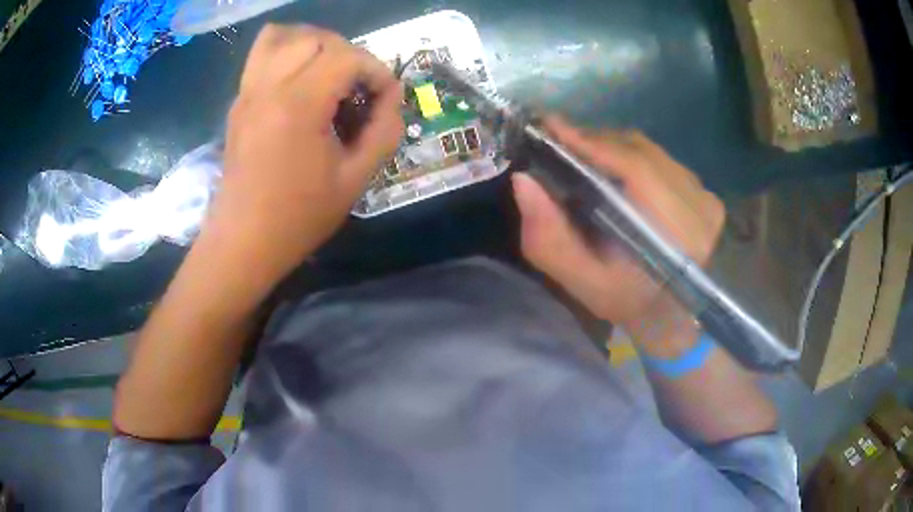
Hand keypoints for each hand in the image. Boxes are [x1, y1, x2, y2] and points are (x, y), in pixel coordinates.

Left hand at [210, 25, 403, 277]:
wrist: (243, 241)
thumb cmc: (299, 216)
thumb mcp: (356, 180)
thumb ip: (384, 131)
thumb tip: (393, 96)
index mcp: (298, 105)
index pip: (347, 56)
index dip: (376, 70)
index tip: (384, 98)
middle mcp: (269, 86)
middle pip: (317, 39)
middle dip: (348, 54)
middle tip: (357, 88)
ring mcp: (248, 91)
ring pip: (283, 35)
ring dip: (315, 44)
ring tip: (328, 73)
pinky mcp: (239, 101)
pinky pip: (261, 53)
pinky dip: (286, 51)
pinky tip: (298, 78)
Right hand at [513, 118, 724, 349]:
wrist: (671, 315)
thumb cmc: (626, 302)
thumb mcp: (582, 282)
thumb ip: (549, 239)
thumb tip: (523, 181)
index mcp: (674, 236)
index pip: (635, 168)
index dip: (593, 143)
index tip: (553, 125)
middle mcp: (698, 209)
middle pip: (641, 151)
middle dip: (596, 141)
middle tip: (561, 140)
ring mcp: (707, 200)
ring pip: (652, 151)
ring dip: (614, 147)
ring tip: (583, 152)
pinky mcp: (708, 196)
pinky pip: (663, 159)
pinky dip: (634, 156)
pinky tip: (615, 167)